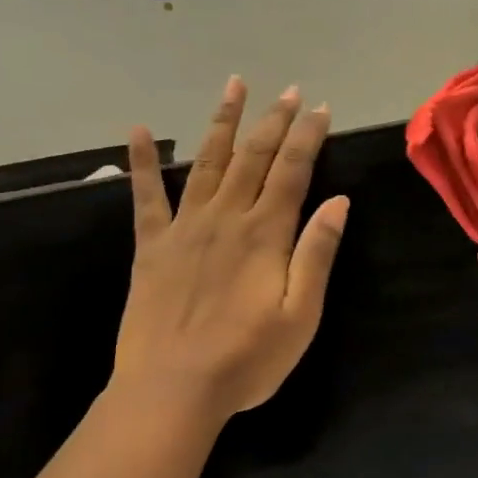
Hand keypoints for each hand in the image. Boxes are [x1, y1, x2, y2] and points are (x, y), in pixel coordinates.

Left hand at [111, 77, 348, 426]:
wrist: (172, 391)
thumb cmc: (247, 358)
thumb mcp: (302, 313)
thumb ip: (317, 253)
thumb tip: (339, 201)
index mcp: (266, 234)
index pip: (293, 171)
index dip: (307, 137)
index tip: (320, 109)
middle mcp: (226, 218)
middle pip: (254, 157)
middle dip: (274, 121)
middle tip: (288, 91)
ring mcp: (185, 228)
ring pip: (207, 163)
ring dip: (223, 123)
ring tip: (234, 86)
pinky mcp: (152, 247)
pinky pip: (146, 196)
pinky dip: (141, 163)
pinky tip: (137, 131)